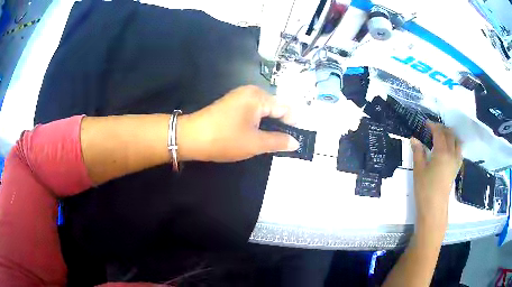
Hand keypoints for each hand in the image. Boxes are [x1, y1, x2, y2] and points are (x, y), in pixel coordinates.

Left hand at [177, 85, 298, 161]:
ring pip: (264, 111)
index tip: (294, 141)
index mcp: (259, 97)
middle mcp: (251, 91)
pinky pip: (252, 111)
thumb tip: (296, 142)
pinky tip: (255, 135)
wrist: (190, 137)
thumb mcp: (255, 144)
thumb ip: (278, 141)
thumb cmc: (224, 139)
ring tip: (268, 142)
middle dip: (280, 125)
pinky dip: (257, 123)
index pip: (286, 109)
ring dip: (268, 126)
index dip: (292, 125)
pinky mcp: (232, 103)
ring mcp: (240, 96)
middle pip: (275, 108)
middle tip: (281, 145)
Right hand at [411, 123, 462, 238]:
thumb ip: (418, 152)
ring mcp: (456, 161)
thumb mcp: (419, 170)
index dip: (432, 126)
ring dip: (451, 135)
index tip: (425, 124)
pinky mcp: (456, 168)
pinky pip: (459, 151)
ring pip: (457, 141)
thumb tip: (414, 139)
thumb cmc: (425, 189)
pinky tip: (450, 148)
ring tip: (443, 136)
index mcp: (442, 152)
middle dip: (442, 128)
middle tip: (433, 129)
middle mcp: (451, 154)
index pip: (439, 133)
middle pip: (450, 134)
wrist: (434, 208)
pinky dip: (455, 145)